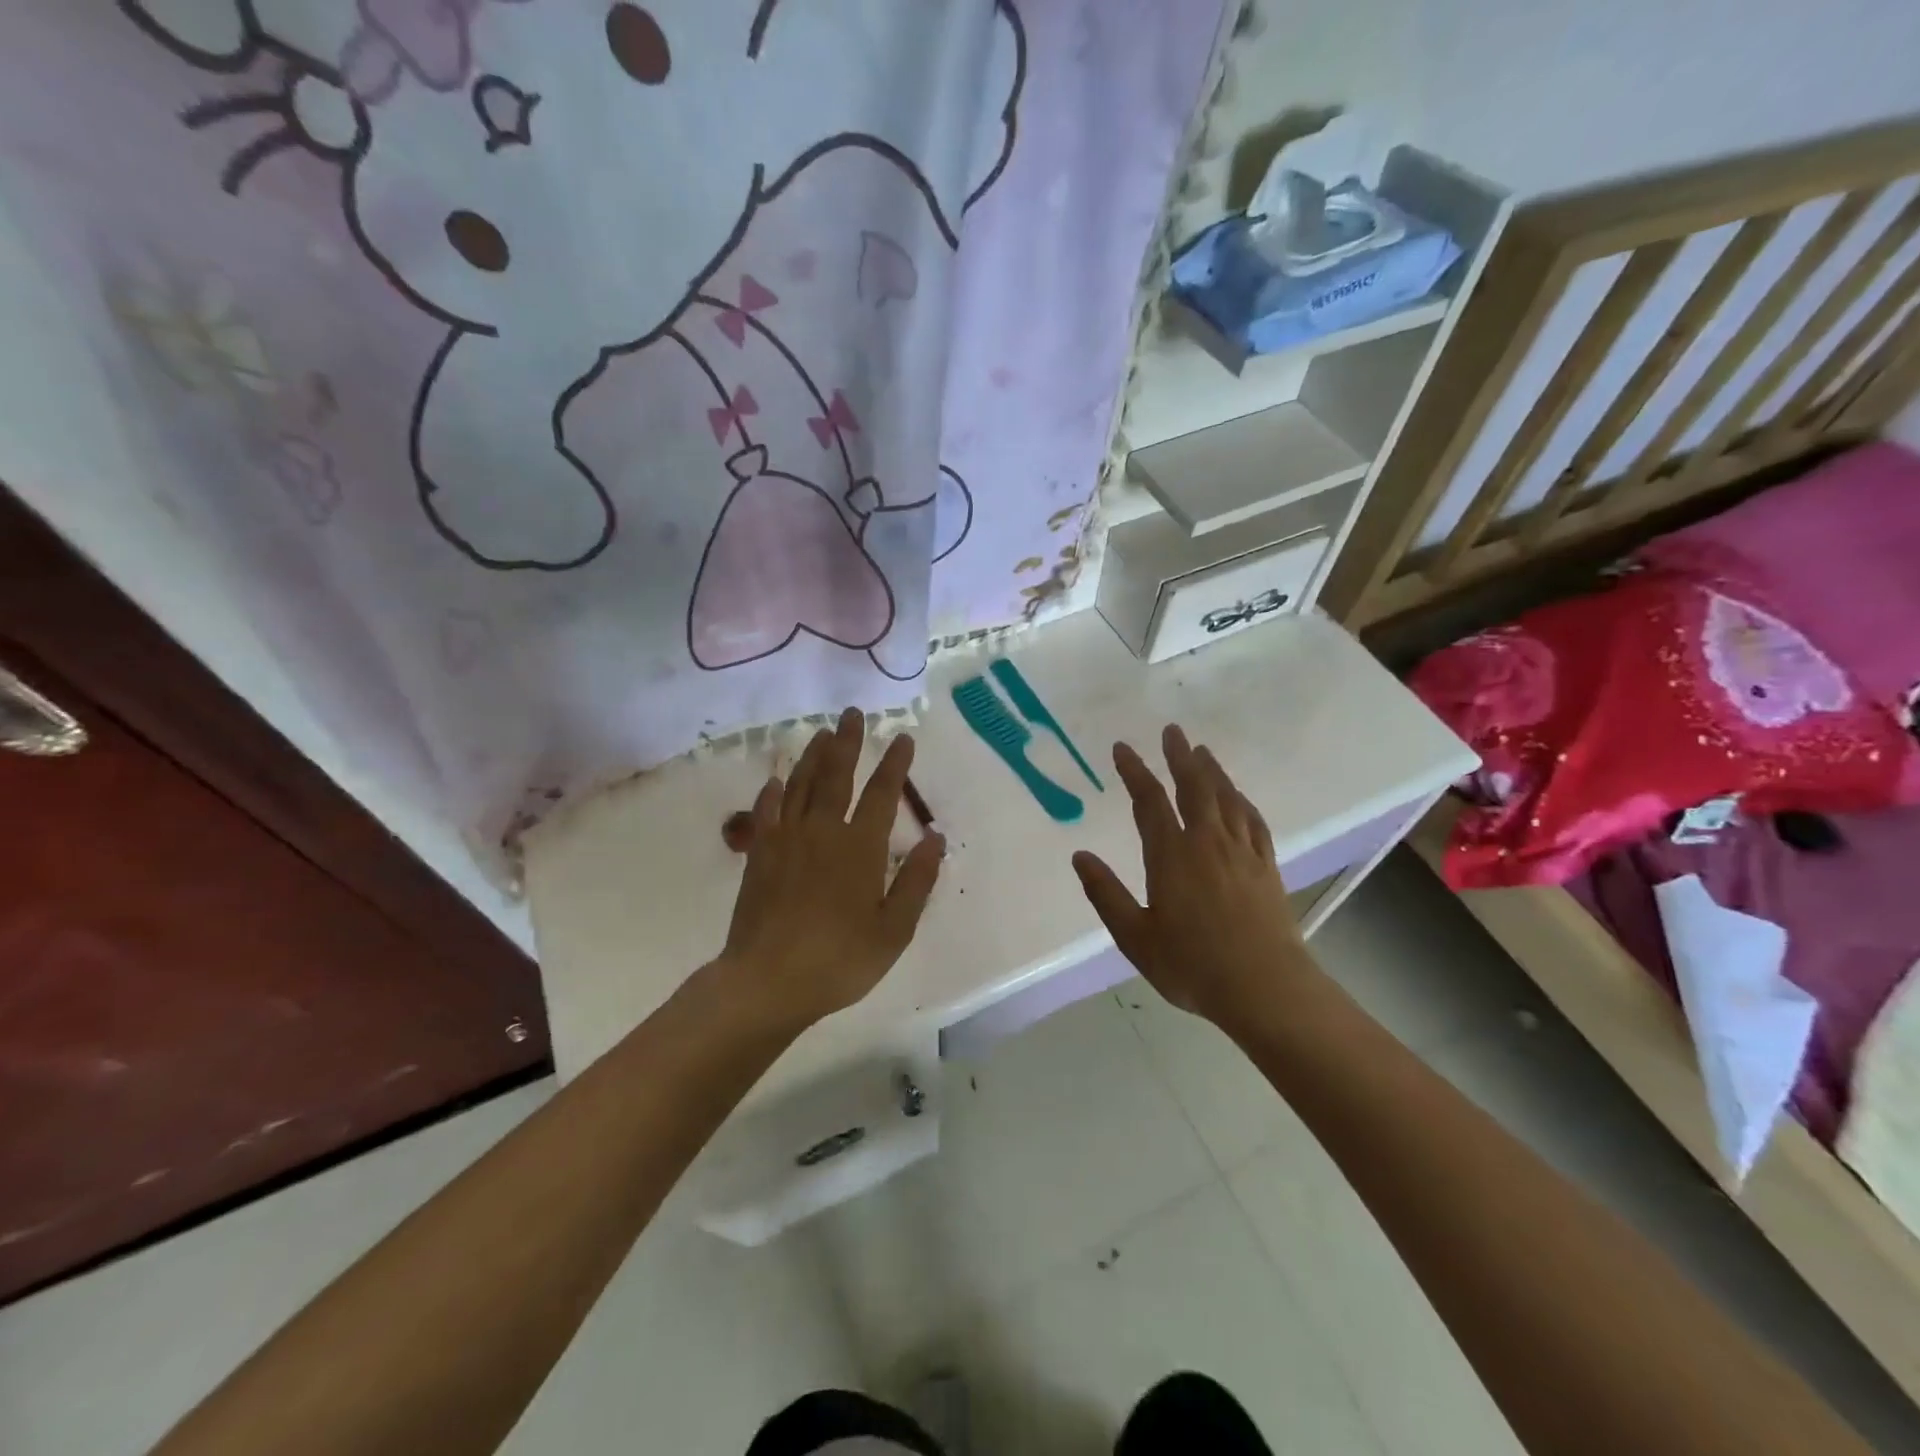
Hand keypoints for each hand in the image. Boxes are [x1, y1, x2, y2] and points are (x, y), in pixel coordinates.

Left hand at [719, 708, 945, 1031]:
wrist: (768, 981)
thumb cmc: (840, 960)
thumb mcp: (894, 929)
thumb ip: (916, 881)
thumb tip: (935, 838)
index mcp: (860, 848)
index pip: (883, 794)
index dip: (895, 764)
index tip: (902, 737)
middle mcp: (823, 832)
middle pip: (836, 776)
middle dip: (848, 743)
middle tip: (852, 713)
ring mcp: (786, 840)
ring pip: (801, 785)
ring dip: (812, 756)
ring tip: (821, 733)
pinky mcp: (759, 854)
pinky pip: (766, 811)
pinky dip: (773, 792)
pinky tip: (777, 780)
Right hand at [1072, 725, 1311, 1028]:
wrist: (1265, 987)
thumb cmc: (1192, 965)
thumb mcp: (1135, 936)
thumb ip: (1105, 894)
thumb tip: (1080, 856)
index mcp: (1172, 856)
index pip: (1149, 802)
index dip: (1135, 772)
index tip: (1122, 748)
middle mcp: (1207, 843)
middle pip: (1194, 787)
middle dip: (1179, 757)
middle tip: (1172, 731)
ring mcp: (1242, 852)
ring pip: (1226, 798)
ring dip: (1212, 771)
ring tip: (1201, 751)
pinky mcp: (1267, 866)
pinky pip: (1253, 820)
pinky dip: (1242, 801)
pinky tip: (1238, 796)